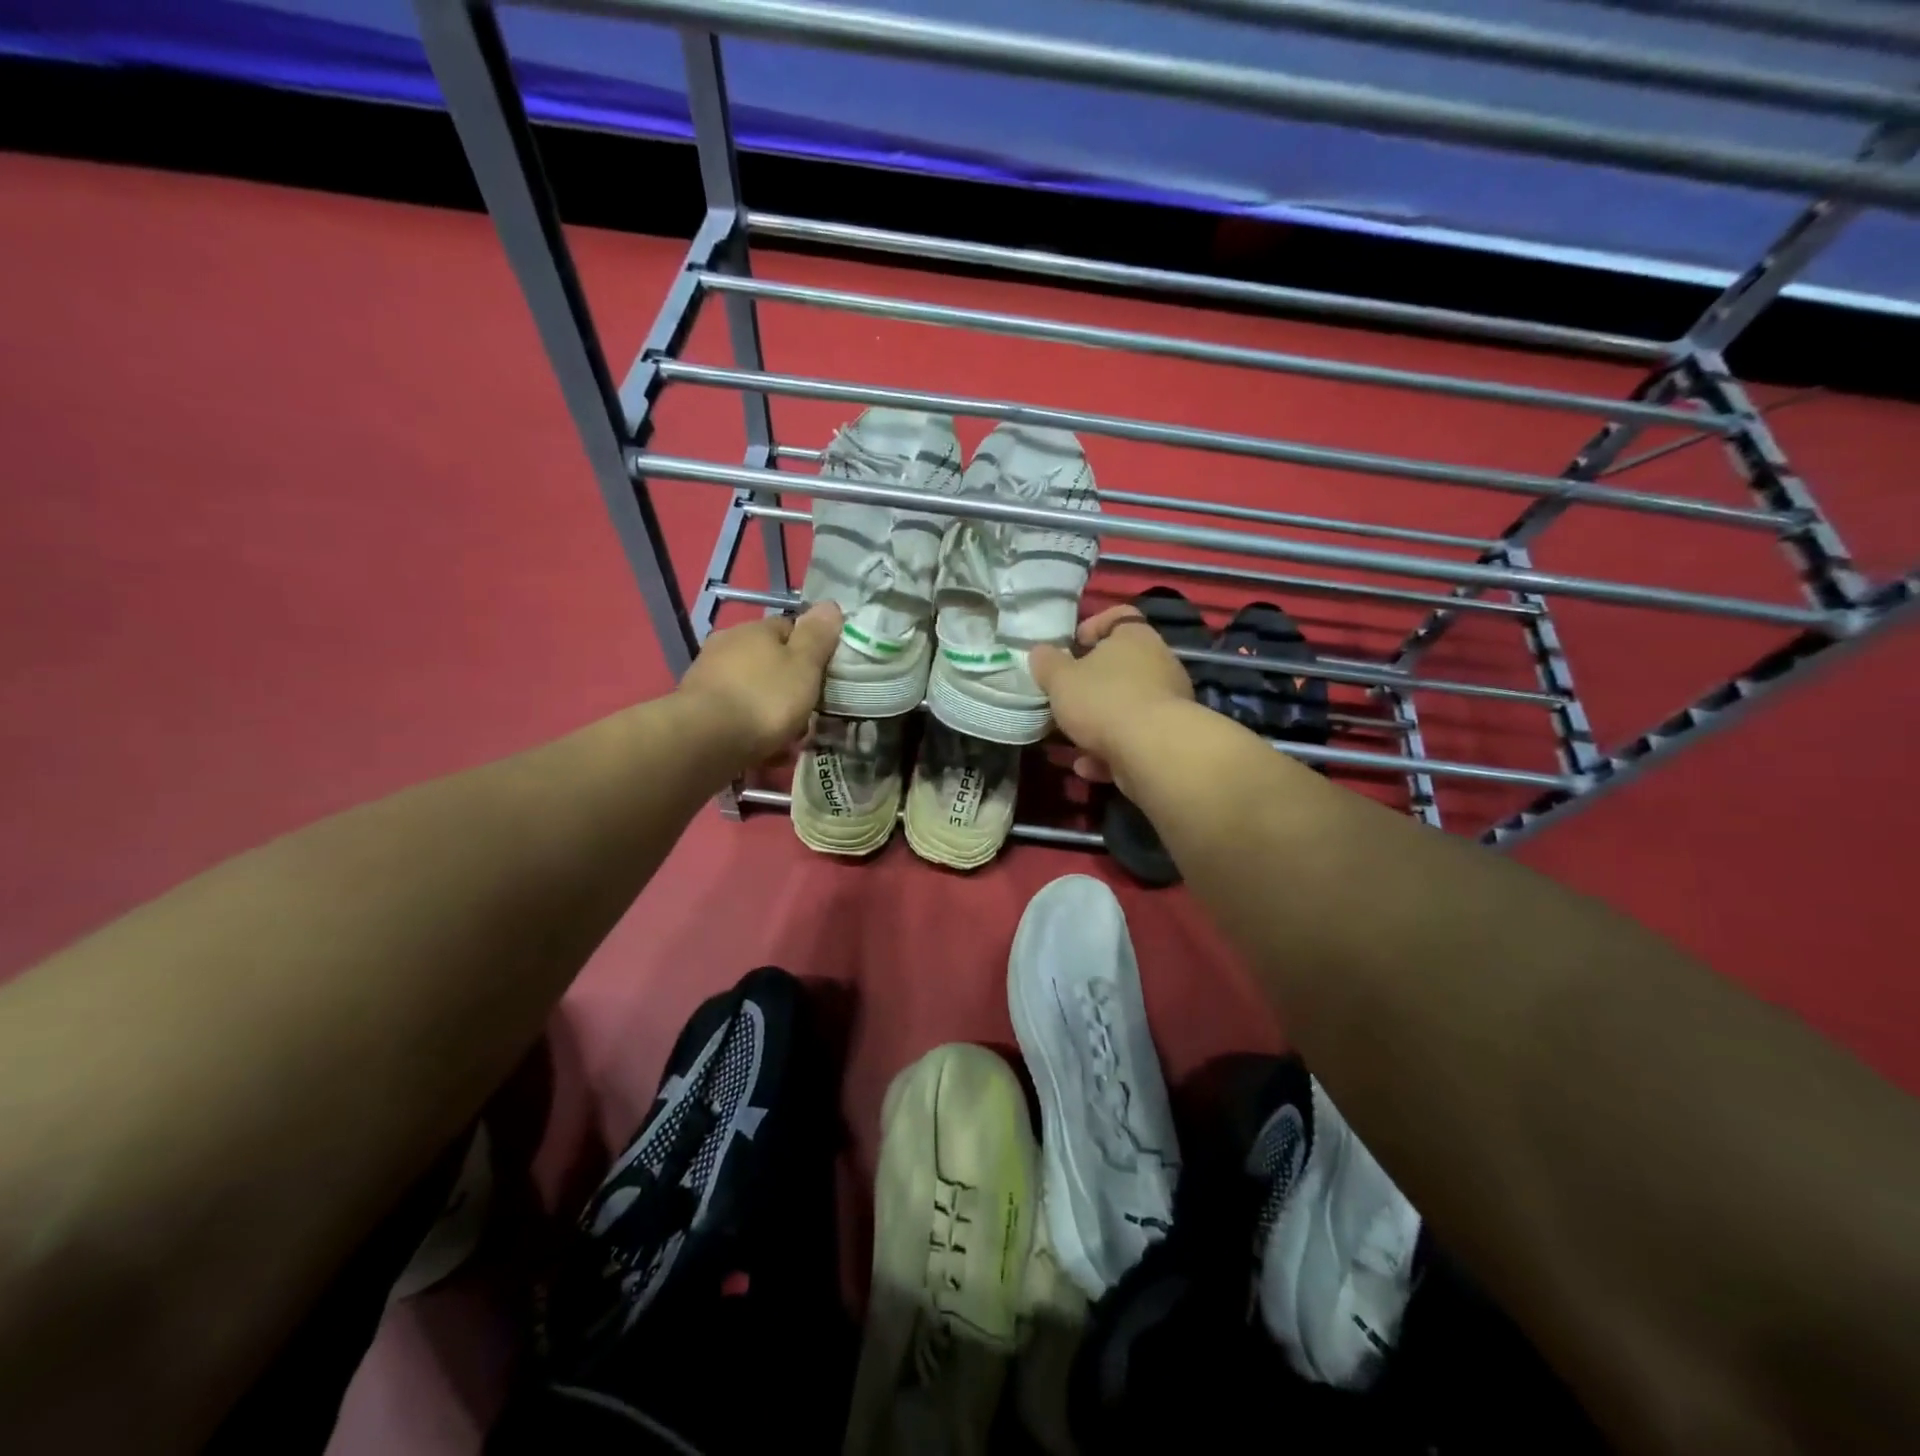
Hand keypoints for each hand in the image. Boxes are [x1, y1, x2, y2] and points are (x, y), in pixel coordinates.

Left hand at [677, 603, 842, 767]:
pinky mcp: (696, 709)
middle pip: (769, 662)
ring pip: (752, 691)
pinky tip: (763, 753)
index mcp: (755, 630)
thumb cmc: (765, 698)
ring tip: (788, 742)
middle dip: (788, 686)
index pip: (790, 628)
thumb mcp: (804, 665)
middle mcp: (727, 645)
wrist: (706, 740)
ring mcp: (708, 676)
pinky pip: (735, 715)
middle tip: (808, 713)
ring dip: (770, 711)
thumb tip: (830, 605)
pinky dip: (750, 730)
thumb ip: (818, 636)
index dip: (810, 649)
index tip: (824, 674)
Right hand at [1029, 605, 1192, 784]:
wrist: (1151, 751)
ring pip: (1125, 706)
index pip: (1119, 615)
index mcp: (1135, 637)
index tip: (1071, 647)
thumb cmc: (1103, 700)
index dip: (1093, 626)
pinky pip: (1133, 738)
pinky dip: (1110, 751)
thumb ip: (1047, 663)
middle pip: (1121, 666)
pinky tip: (1087, 766)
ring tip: (1070, 739)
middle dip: (1090, 684)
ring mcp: (1168, 702)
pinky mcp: (1168, 737)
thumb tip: (1040, 652)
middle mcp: (1159, 663)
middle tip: (1065, 696)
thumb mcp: (1060, 679)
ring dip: (1097, 724)